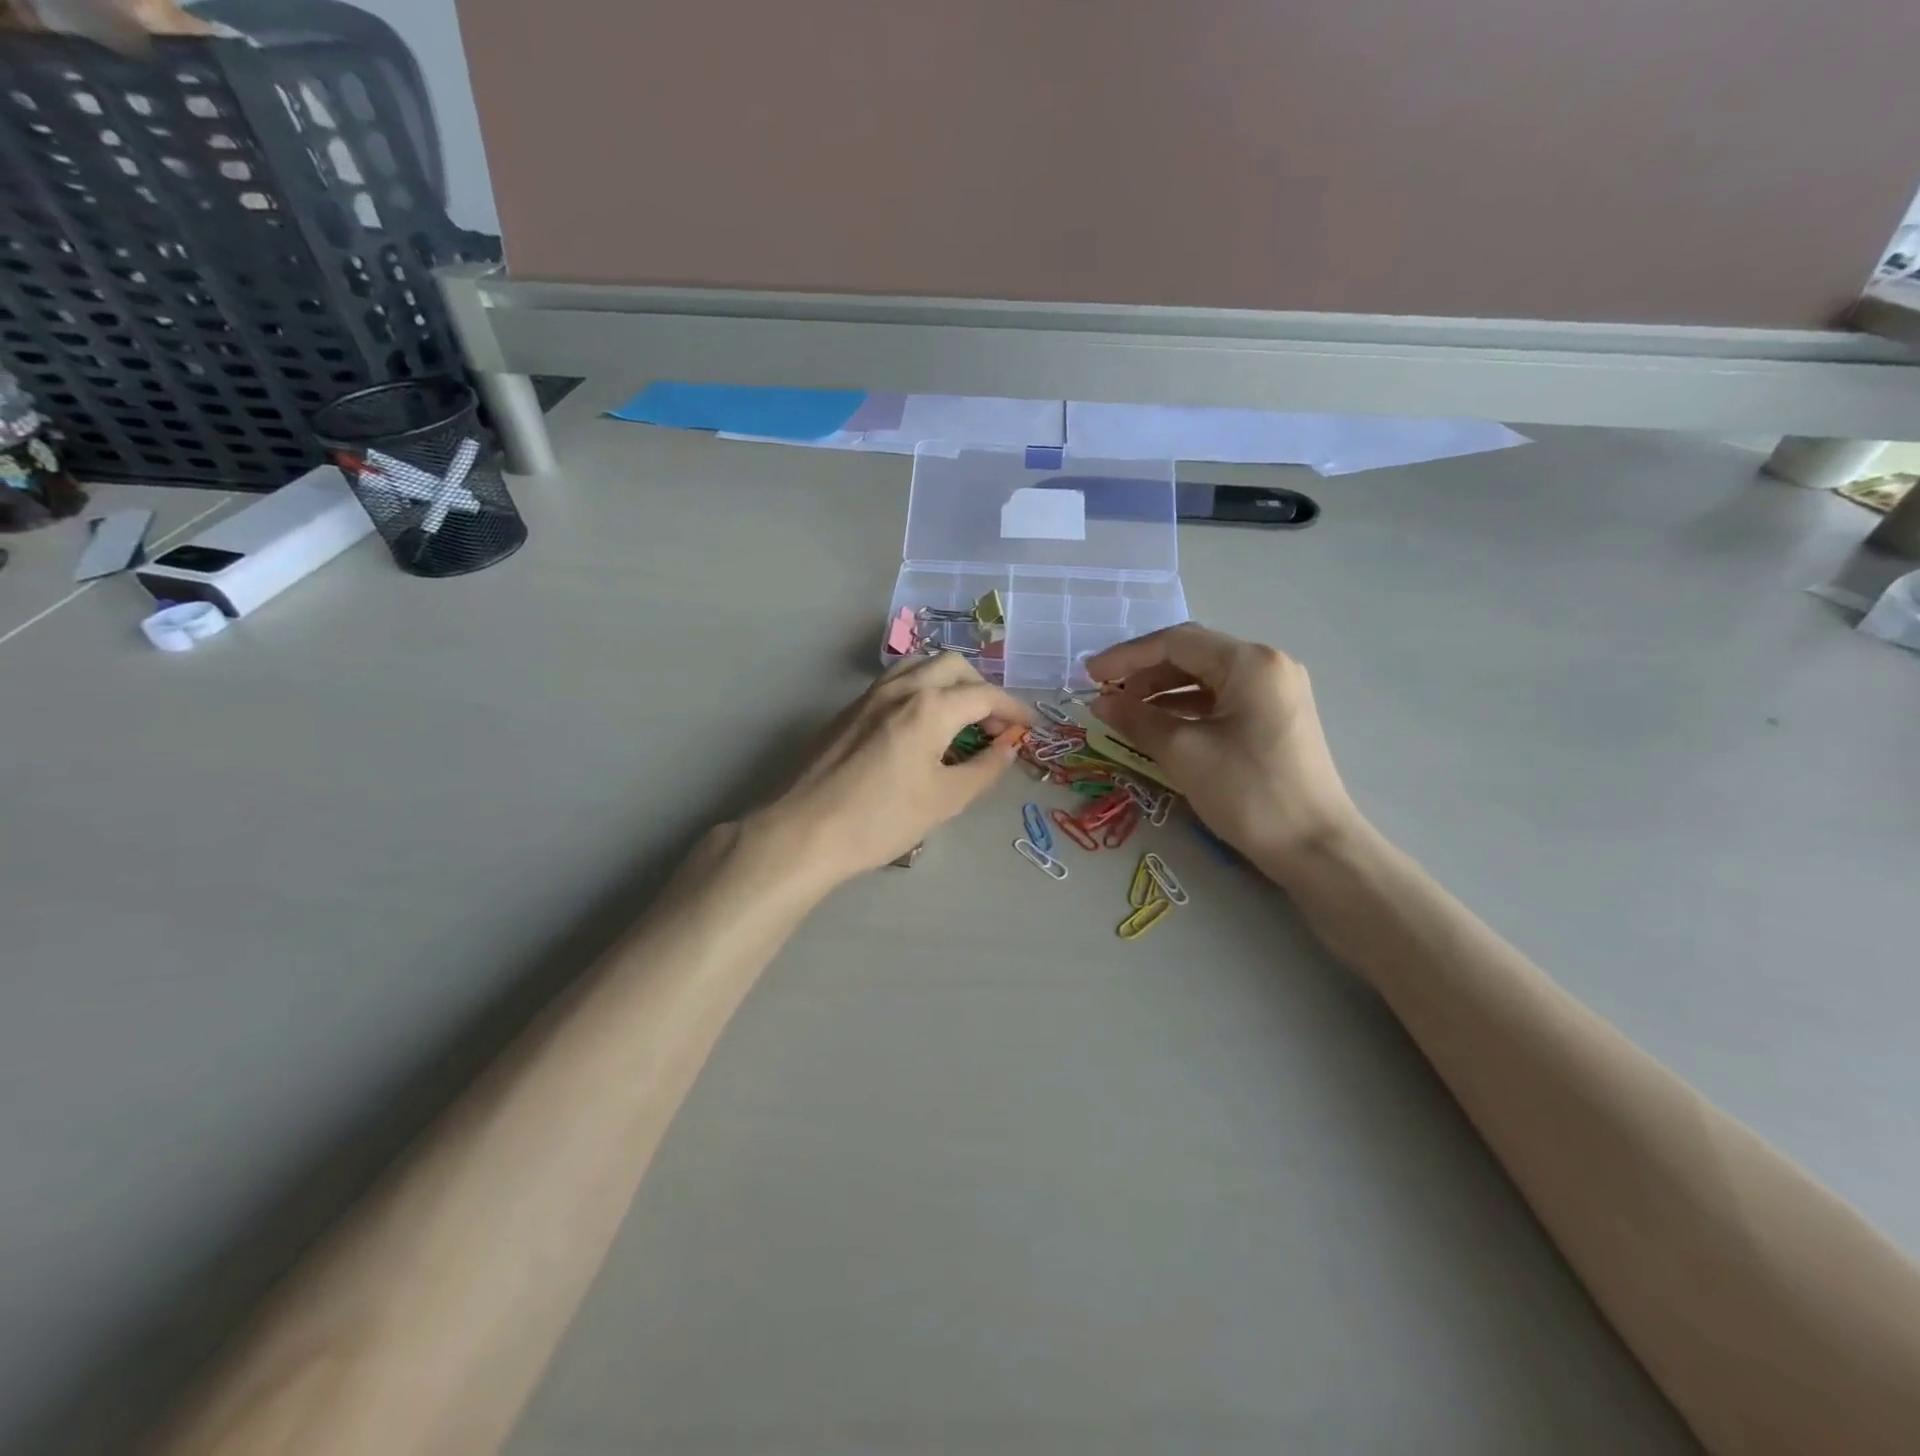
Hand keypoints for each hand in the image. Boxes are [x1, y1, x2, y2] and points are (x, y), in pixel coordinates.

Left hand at [752, 653, 1030, 891]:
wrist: (806, 831)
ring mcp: (871, 695)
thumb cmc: (882, 819)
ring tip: (959, 718)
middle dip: (982, 688)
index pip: (985, 695)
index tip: (1029, 726)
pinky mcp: (850, 708)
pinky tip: (922, 725)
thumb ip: (985, 768)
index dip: (1013, 709)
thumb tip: (1008, 747)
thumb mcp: (946, 799)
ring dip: (949, 682)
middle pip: (954, 666)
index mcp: (930, 707)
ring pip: (921, 665)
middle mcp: (902, 688)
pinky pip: (897, 681)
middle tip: (993, 724)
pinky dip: (922, 689)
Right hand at [1084, 624, 1361, 880]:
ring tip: (1126, 711)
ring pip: (1206, 677)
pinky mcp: (1276, 716)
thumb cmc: (1248, 793)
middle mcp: (1267, 664)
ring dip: (1163, 690)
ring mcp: (1276, 690)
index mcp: (1249, 662)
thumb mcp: (1184, 753)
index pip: (1176, 642)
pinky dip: (1187, 706)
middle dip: (1144, 671)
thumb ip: (1137, 720)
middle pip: (1193, 654)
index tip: (1090, 675)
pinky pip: (1222, 698)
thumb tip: (1100, 702)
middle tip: (1105, 692)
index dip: (1127, 656)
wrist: (1314, 847)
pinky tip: (1160, 724)